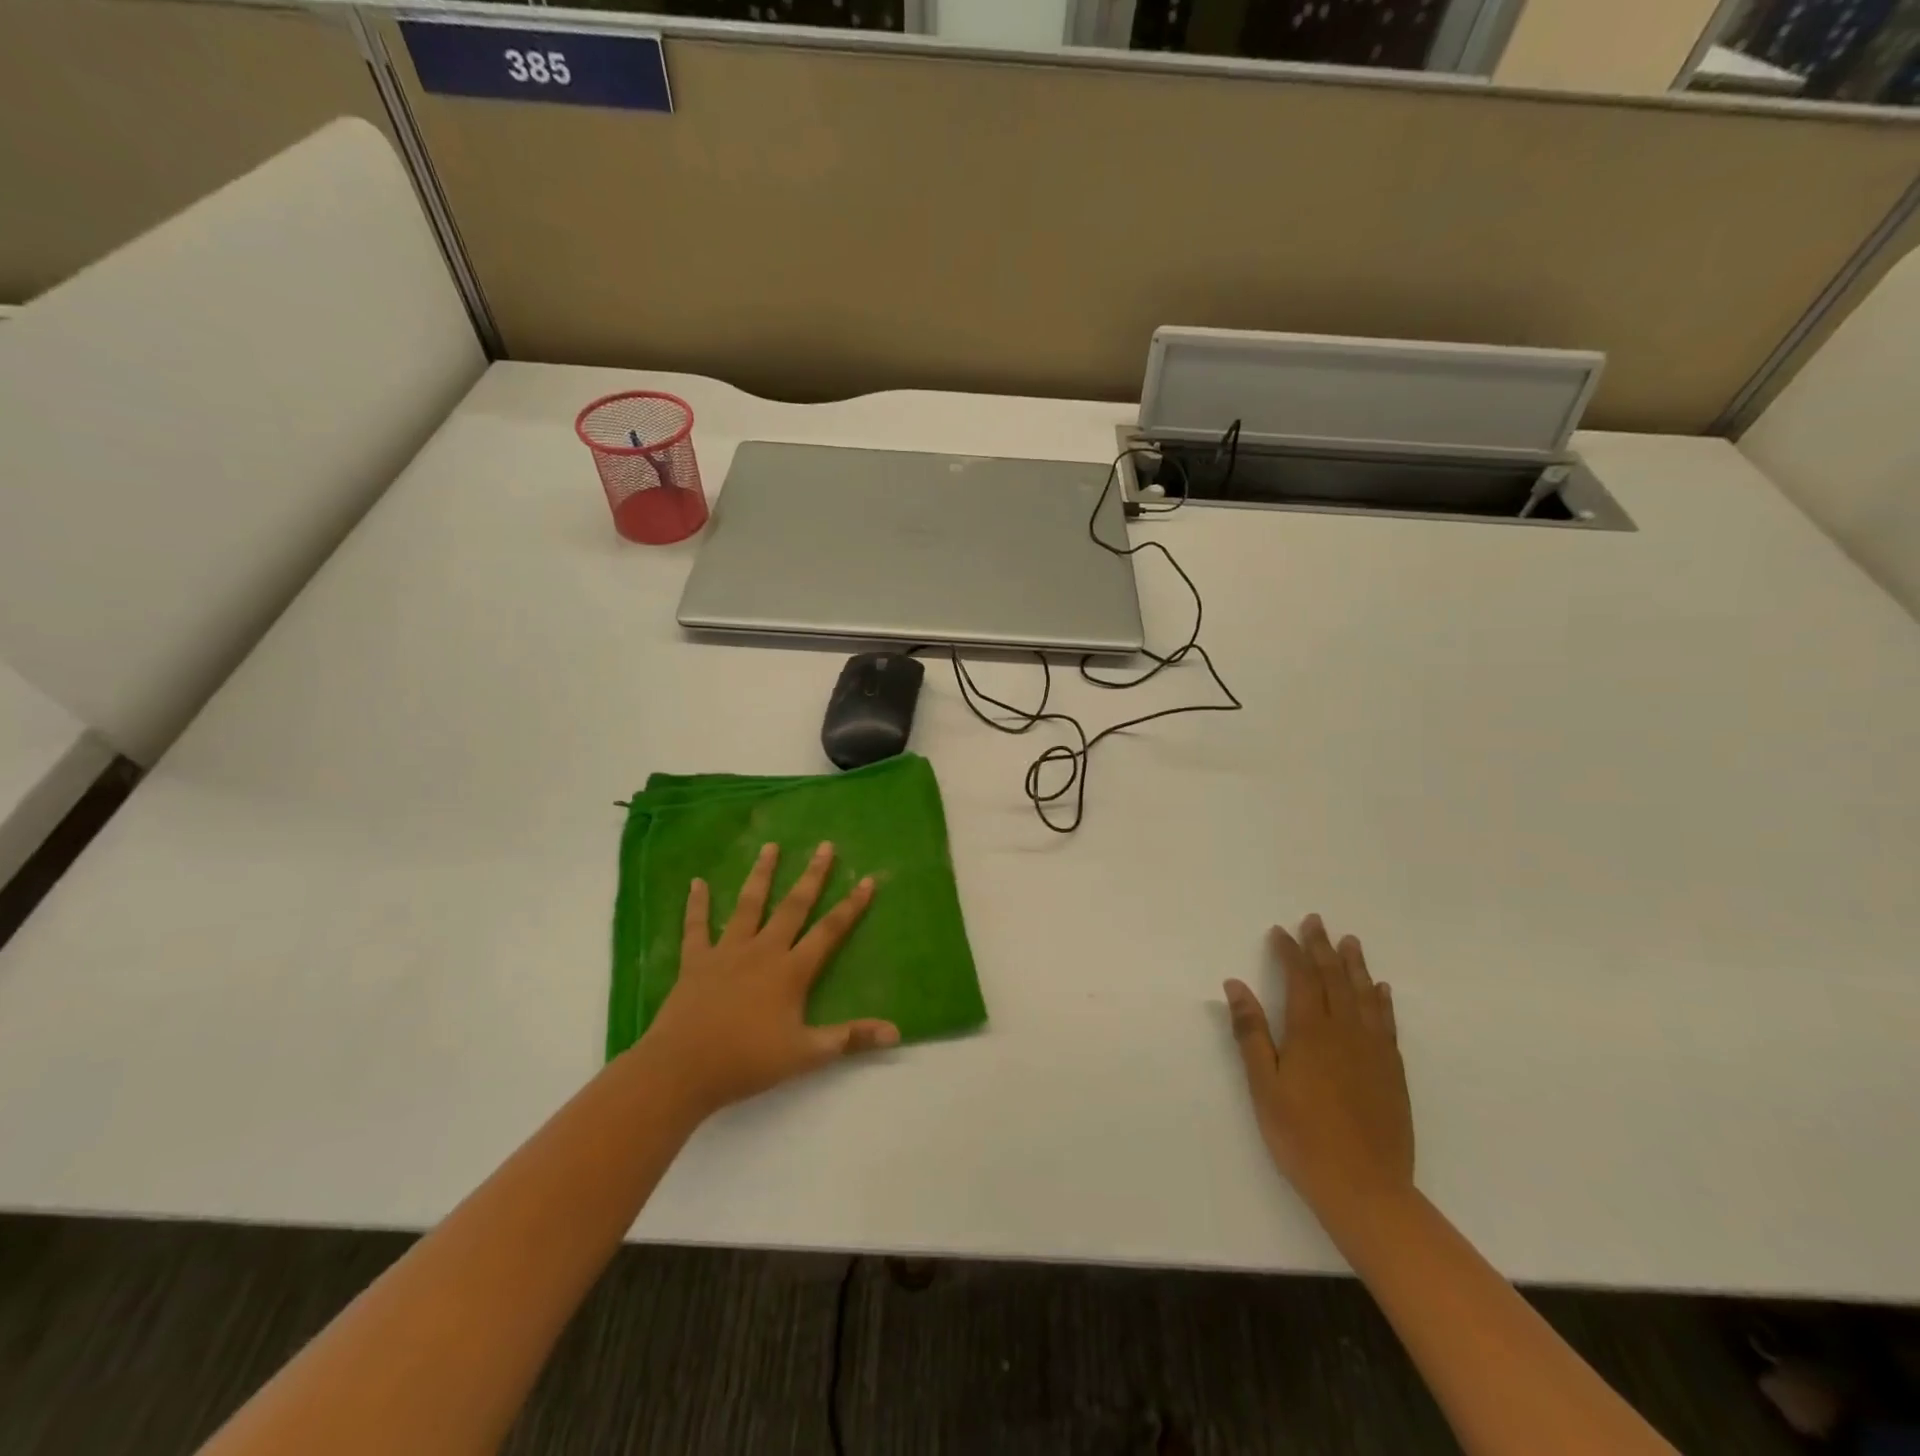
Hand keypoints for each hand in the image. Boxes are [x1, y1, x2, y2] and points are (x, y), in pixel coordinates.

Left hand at [642, 841, 898, 1118]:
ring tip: (770, 847)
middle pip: (793, 906)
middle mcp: (763, 951)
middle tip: (825, 846)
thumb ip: (850, 1038)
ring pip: (749, 905)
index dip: (851, 906)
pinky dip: (697, 904)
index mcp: (791, 971)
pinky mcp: (696, 961)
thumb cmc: (747, 1061)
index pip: (829, 931)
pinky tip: (697, 882)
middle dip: (812, 876)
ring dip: (761, 875)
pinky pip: (697, 926)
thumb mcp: (806, 1054)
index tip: (867, 879)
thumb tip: (896, 1032)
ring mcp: (727, 952)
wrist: (683, 1069)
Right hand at [1224, 914, 1413, 1226]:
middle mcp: (1345, 1031)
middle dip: (1322, 947)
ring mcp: (1373, 1051)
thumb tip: (1235, 984)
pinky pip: (1387, 1022)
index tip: (1280, 931)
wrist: (1365, 1189)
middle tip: (1316, 921)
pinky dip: (1382, 1000)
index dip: (1290, 951)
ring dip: (1355, 965)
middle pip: (1334, 978)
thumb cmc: (1301, 1136)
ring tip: (1350, 942)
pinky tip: (1380, 990)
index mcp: (1310, 1032)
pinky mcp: (1392, 1071)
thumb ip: (1251, 1032)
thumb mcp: (1263, 1085)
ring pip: (1364, 995)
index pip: (1300, 978)